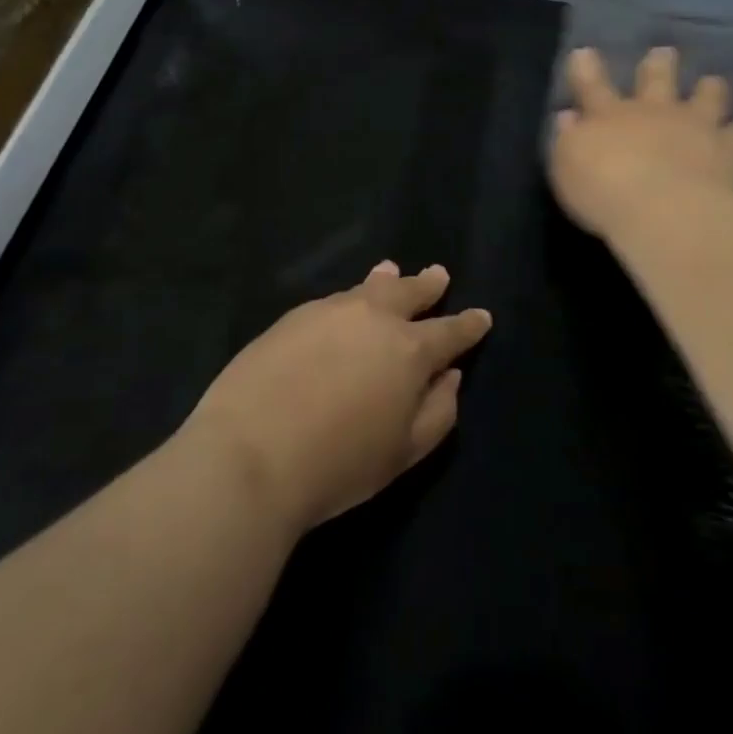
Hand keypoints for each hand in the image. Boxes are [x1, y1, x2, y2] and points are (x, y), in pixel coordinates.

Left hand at [183, 263, 490, 534]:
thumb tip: (450, 376)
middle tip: (439, 275)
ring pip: (368, 288)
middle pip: (409, 293)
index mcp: (410, 350)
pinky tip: (344, 306)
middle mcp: (374, 318)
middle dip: (428, 285)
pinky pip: (333, 300)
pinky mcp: (292, 317)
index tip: (482, 316)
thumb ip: (438, 411)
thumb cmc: (338, 463)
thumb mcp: (404, 452)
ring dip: (386, 280)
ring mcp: (330, 311)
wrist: (250, 453)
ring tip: (391, 270)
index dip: (469, 325)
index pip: (450, 331)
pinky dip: (349, 298)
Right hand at [550, 46, 732, 238]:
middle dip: (659, 65)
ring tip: (713, 84)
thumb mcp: (567, 167)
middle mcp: (654, 112)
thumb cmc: (604, 191)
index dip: (586, 68)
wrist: (666, 211)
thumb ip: (568, 140)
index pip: (592, 84)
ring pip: (707, 95)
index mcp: (609, 115)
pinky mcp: (729, 150)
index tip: (585, 53)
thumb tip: (567, 118)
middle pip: (657, 78)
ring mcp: (695, 126)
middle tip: (664, 54)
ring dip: (709, 89)